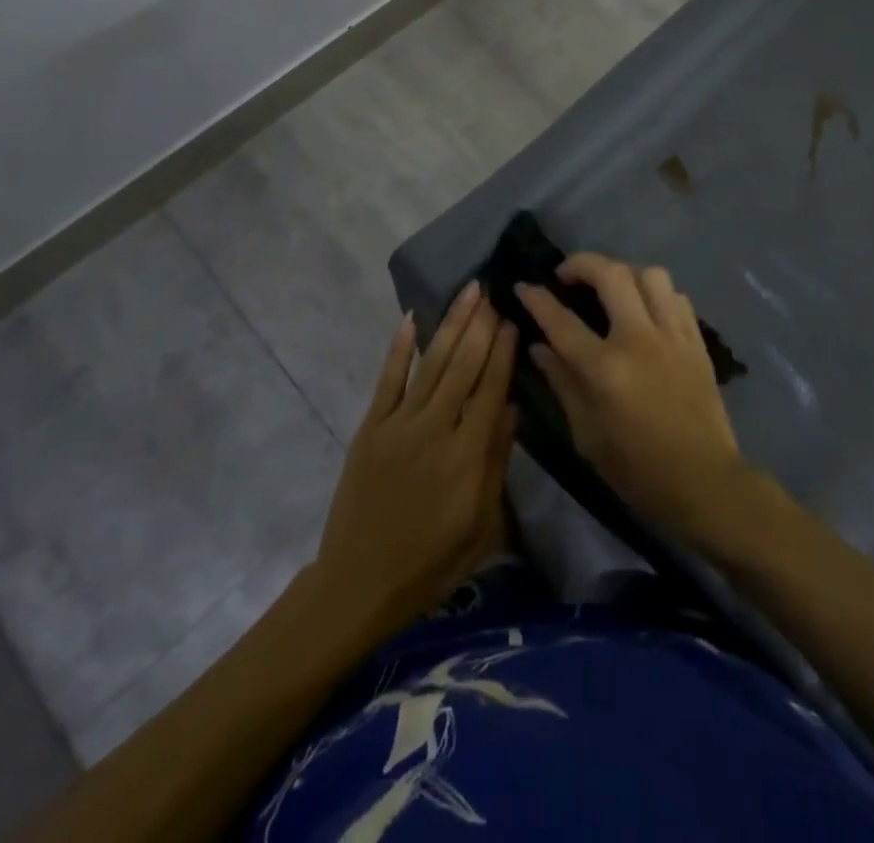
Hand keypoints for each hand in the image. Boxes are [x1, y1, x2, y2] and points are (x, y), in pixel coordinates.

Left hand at [313, 283, 516, 631]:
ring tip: (467, 293)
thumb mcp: (482, 525)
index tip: (513, 320)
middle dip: (481, 325)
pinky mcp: (370, 428)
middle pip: (463, 367)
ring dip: (451, 325)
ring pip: (432, 364)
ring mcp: (398, 425)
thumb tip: (511, 407)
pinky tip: (411, 320)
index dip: (503, 352)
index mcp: (467, 455)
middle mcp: (435, 429)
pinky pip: (387, 381)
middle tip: (492, 290)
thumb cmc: (431, 563)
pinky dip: (400, 349)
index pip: (491, 389)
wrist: (360, 583)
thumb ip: (497, 462)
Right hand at [517, 253, 747, 546]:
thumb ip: (562, 382)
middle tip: (567, 274)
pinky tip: (646, 310)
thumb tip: (538, 347)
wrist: (704, 482)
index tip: (523, 286)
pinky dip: (656, 293)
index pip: (562, 320)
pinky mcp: (696, 341)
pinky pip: (677, 296)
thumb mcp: (587, 434)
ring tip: (611, 288)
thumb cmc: (637, 468)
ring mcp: (673, 336)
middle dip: (582, 263)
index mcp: (606, 369)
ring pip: (650, 275)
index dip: (537, 299)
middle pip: (611, 275)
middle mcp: (639, 340)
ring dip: (624, 273)